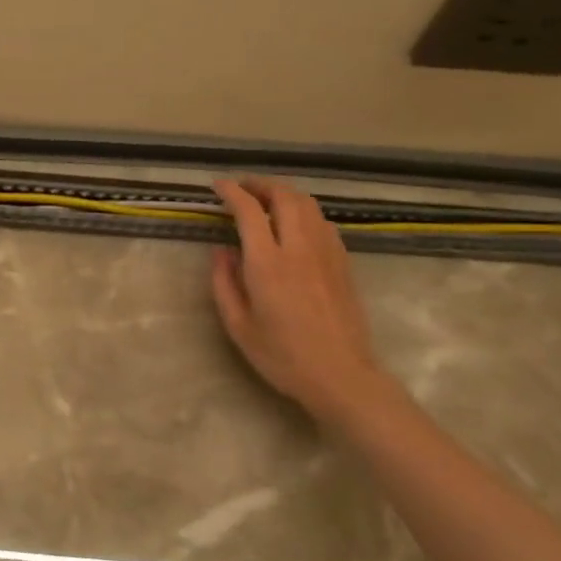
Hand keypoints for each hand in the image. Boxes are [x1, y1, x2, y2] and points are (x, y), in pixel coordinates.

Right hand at [210, 177, 387, 417]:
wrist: (341, 376)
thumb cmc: (282, 356)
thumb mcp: (238, 325)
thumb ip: (224, 283)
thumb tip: (221, 251)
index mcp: (267, 264)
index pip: (249, 211)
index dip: (232, 192)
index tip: (218, 186)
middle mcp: (299, 249)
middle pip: (284, 196)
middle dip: (261, 184)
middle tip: (242, 188)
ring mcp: (326, 253)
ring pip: (308, 205)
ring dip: (285, 194)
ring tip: (267, 199)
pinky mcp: (343, 263)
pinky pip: (323, 223)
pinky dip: (304, 212)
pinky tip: (295, 225)